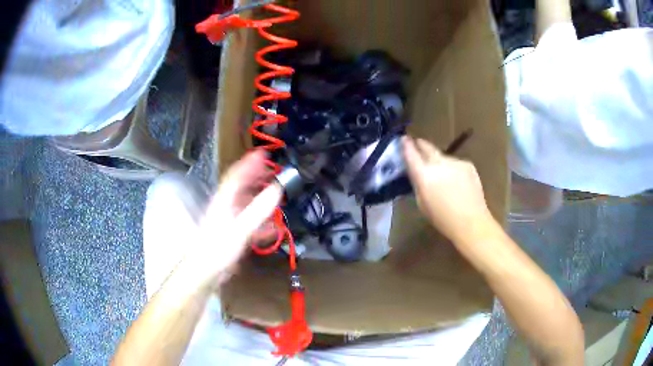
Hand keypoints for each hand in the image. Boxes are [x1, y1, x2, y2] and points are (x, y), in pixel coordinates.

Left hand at [184, 150, 281, 286]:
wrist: (205, 271)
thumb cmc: (218, 248)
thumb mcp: (240, 229)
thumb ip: (258, 210)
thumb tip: (277, 189)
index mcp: (224, 200)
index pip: (237, 176)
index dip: (249, 163)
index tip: (262, 153)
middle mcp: (225, 206)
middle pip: (241, 187)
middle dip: (256, 177)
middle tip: (271, 171)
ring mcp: (228, 220)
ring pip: (245, 204)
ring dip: (259, 197)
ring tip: (274, 194)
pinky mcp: (231, 233)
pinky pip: (248, 222)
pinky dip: (260, 221)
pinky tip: (271, 227)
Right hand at [402, 136, 493, 243]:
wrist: (472, 221)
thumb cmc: (443, 219)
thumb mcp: (422, 203)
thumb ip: (418, 184)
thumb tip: (416, 173)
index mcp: (424, 175)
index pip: (411, 154)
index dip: (406, 145)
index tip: (404, 139)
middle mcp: (439, 163)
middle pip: (428, 147)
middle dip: (421, 144)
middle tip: (418, 143)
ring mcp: (455, 162)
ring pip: (443, 157)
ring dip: (440, 161)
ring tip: (443, 174)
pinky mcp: (468, 164)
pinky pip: (456, 163)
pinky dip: (453, 169)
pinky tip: (457, 181)